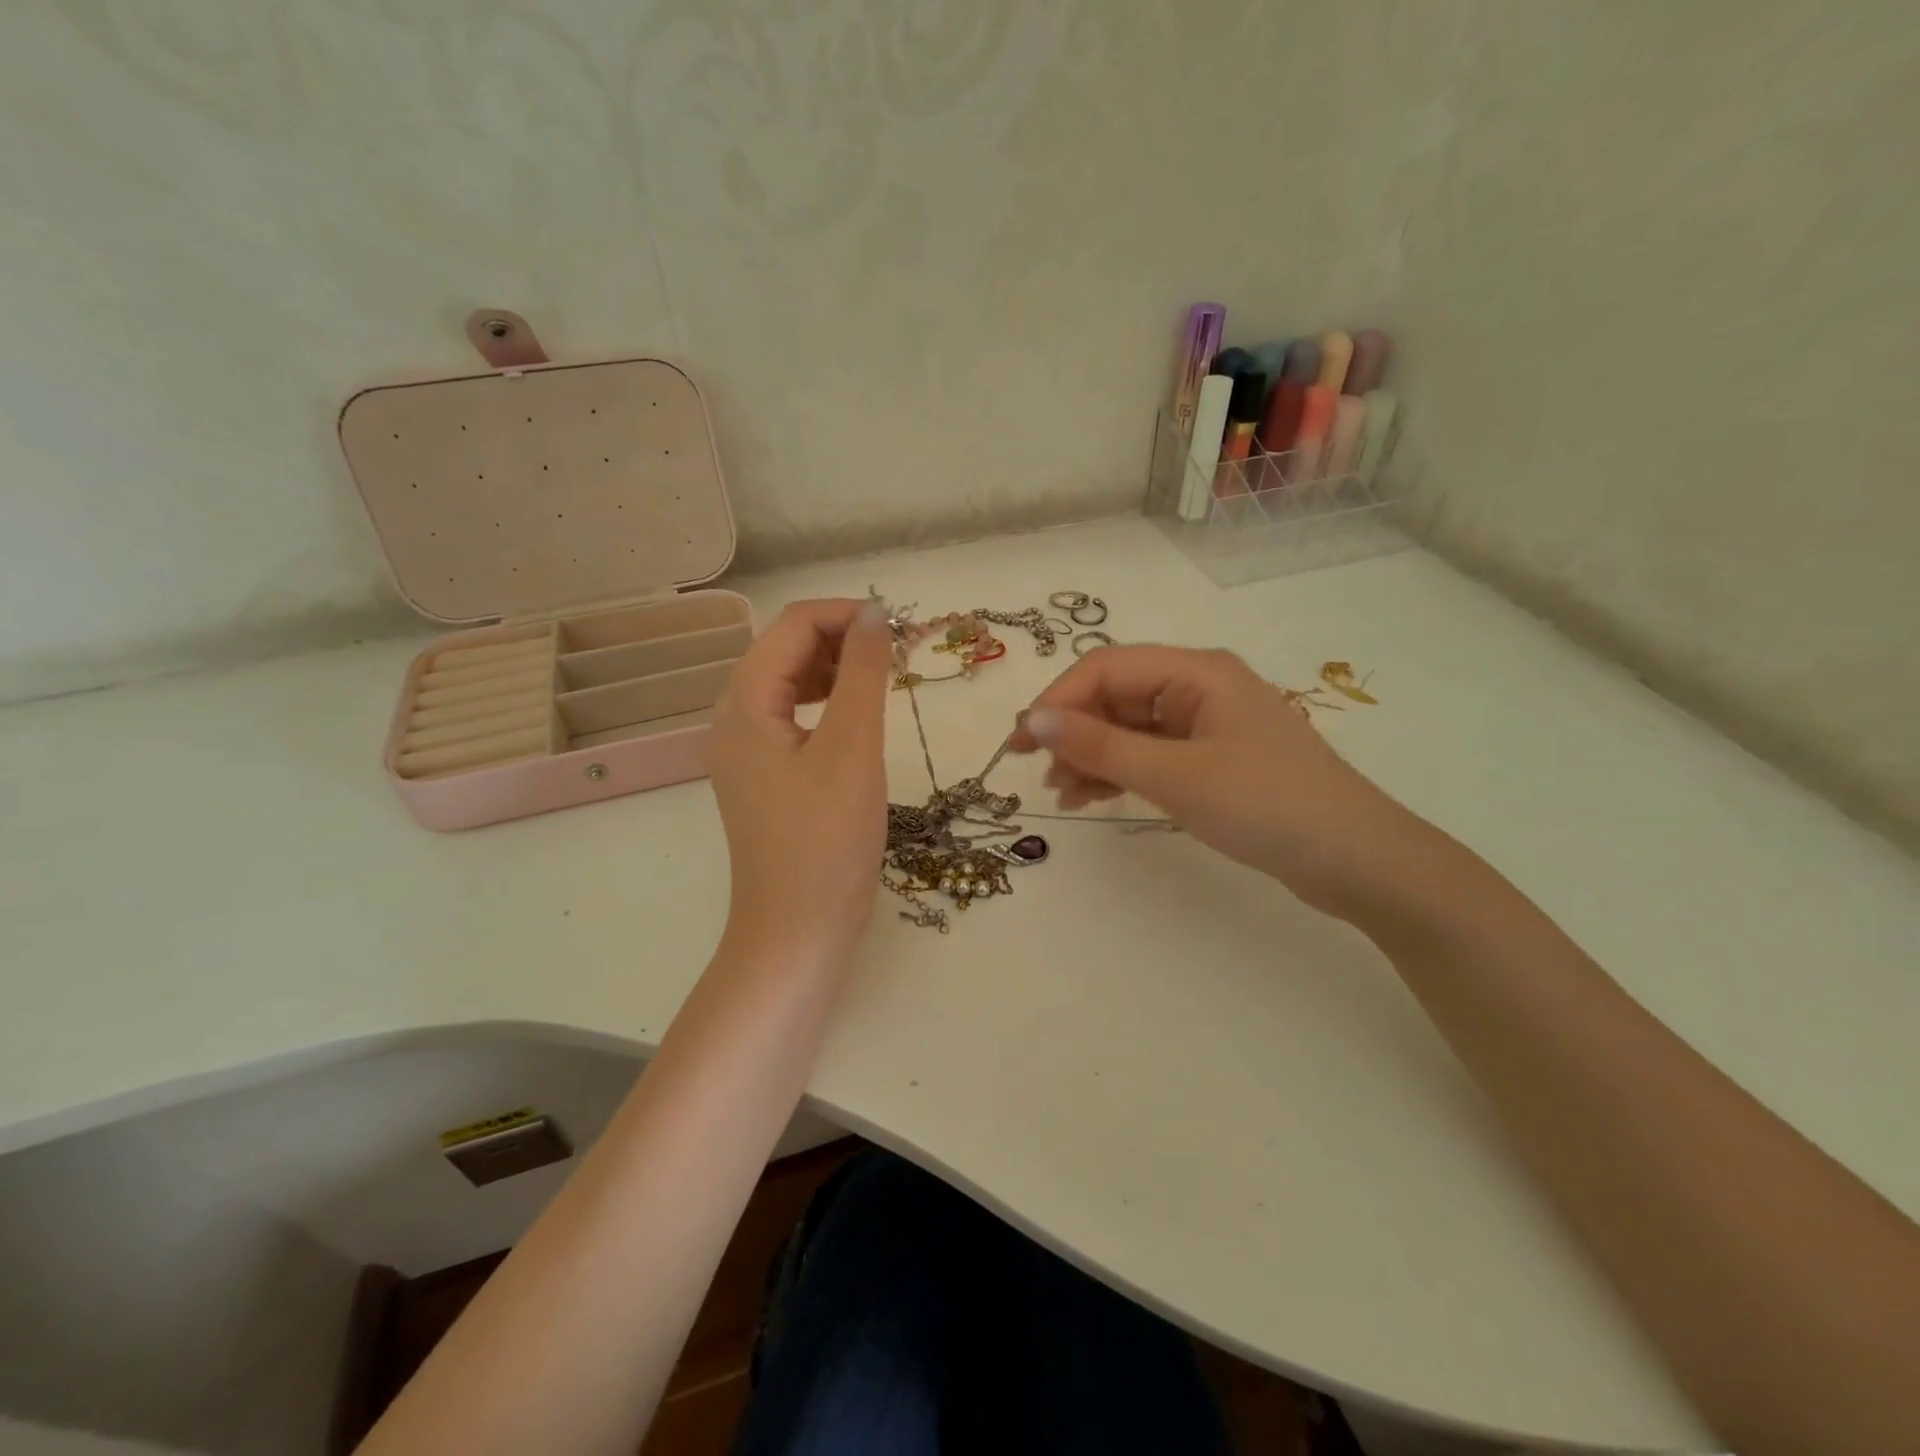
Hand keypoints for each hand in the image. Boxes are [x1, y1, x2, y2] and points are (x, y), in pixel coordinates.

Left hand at [708, 598, 893, 964]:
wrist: (798, 931)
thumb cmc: (826, 840)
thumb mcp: (852, 747)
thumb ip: (863, 673)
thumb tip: (873, 612)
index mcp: (744, 703)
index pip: (792, 625)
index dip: (845, 614)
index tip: (901, 627)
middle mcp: (733, 718)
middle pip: (785, 649)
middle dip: (842, 639)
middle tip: (900, 653)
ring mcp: (746, 750)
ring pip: (789, 683)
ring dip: (836, 670)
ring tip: (885, 680)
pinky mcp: (764, 776)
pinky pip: (792, 718)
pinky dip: (828, 704)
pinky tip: (858, 717)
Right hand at [1009, 645, 1415, 917]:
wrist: (1354, 860)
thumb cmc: (1265, 806)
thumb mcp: (1175, 775)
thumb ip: (1101, 745)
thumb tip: (1033, 720)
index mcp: (1195, 671)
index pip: (1105, 668)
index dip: (1057, 700)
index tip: (1021, 742)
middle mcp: (1198, 686)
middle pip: (1115, 696)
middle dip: (1073, 732)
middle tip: (1036, 773)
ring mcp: (1205, 723)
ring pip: (1128, 727)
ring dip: (1091, 755)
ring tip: (1062, 795)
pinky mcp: (1211, 757)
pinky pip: (1149, 753)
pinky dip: (1118, 772)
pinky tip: (1091, 798)